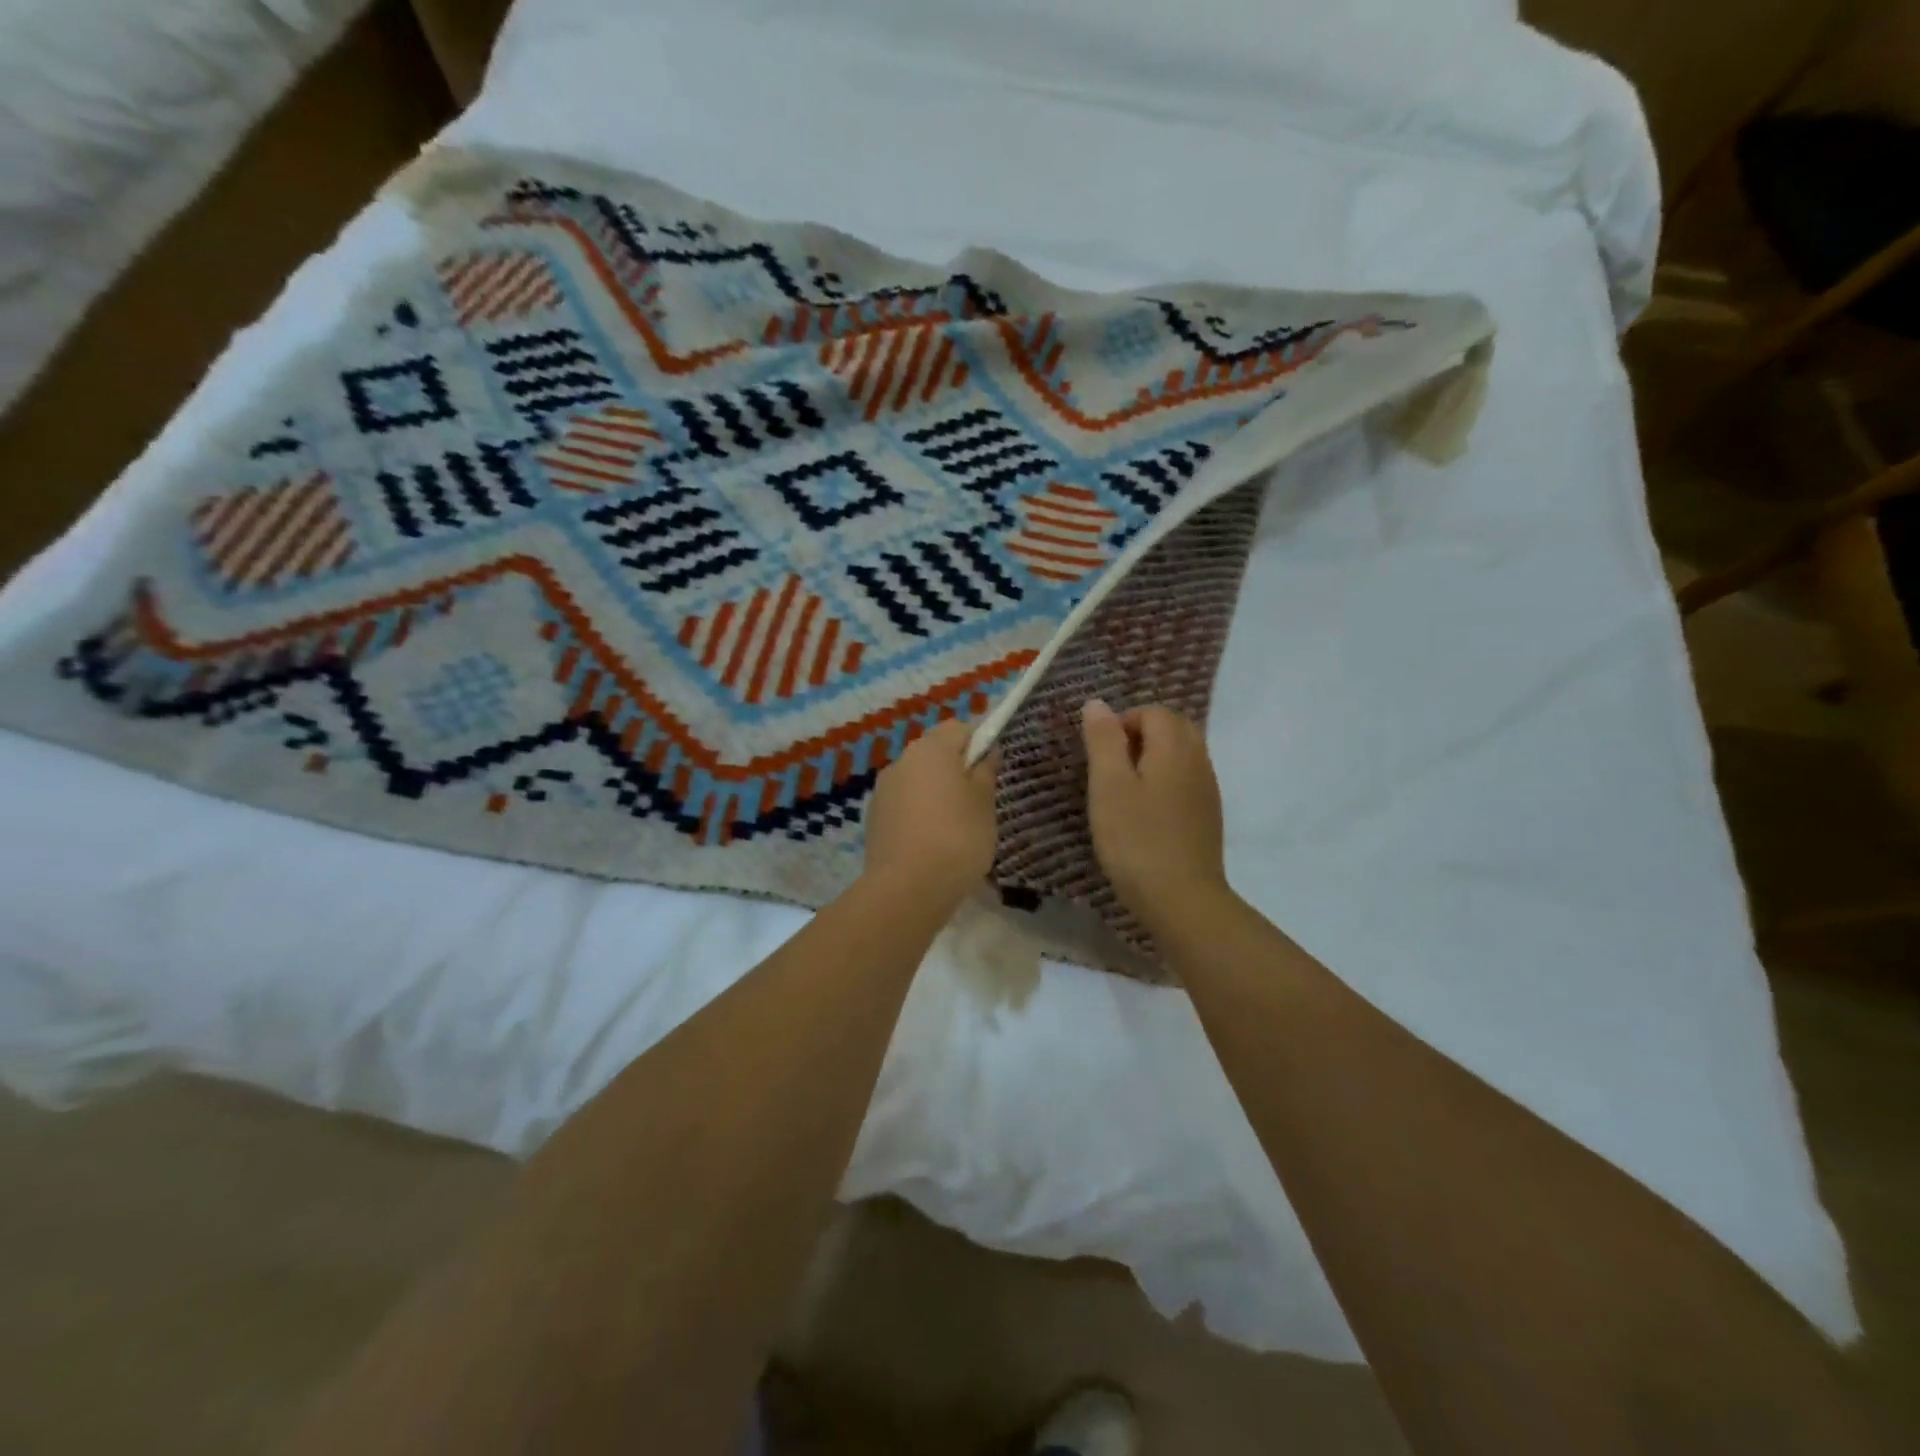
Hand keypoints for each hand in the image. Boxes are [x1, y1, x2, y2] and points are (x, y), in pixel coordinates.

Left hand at [862, 718, 998, 905]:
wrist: (907, 889)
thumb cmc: (957, 837)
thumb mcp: (984, 803)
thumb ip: (986, 771)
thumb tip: (986, 751)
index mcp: (930, 749)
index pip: (958, 728)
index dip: (978, 741)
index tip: (992, 768)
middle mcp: (901, 761)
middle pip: (934, 752)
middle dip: (955, 768)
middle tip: (978, 800)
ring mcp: (883, 791)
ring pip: (917, 780)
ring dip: (935, 792)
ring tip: (955, 826)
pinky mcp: (874, 819)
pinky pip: (904, 805)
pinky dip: (919, 814)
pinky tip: (932, 842)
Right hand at [1080, 699, 1228, 935]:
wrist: (1182, 899)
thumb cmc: (1136, 839)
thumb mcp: (1108, 786)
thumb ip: (1103, 741)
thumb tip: (1098, 703)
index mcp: (1174, 748)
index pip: (1153, 712)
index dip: (1123, 723)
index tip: (1100, 756)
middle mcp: (1198, 760)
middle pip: (1174, 727)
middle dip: (1141, 735)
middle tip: (1112, 768)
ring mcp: (1207, 789)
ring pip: (1183, 754)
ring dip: (1153, 759)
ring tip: (1124, 791)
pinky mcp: (1208, 815)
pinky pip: (1187, 779)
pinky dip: (1166, 781)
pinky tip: (1146, 813)